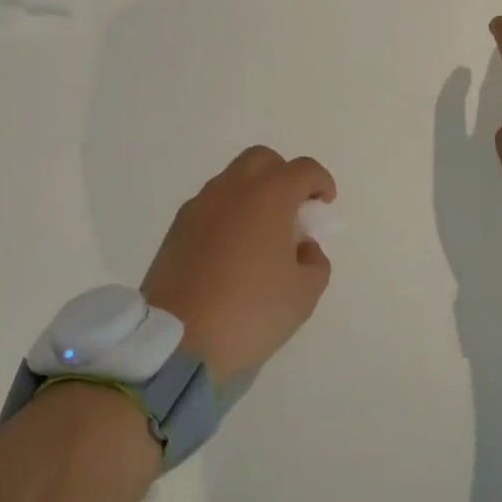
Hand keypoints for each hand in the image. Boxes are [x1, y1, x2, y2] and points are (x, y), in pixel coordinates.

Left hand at [141, 147, 336, 385]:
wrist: (177, 342)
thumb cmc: (250, 312)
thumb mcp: (304, 294)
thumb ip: (315, 261)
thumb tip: (302, 247)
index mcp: (269, 196)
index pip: (302, 170)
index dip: (320, 182)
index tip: (325, 205)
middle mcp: (232, 189)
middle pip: (262, 160)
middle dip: (283, 176)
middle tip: (292, 210)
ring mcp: (199, 206)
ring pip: (232, 180)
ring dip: (253, 194)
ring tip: (261, 234)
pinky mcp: (176, 228)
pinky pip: (210, 205)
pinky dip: (228, 214)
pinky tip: (232, 250)